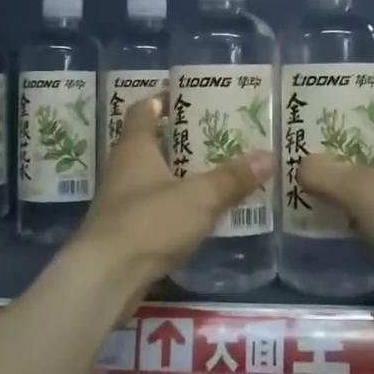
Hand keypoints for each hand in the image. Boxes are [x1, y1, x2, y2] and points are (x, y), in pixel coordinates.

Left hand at [69, 95, 272, 303]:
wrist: (106, 277)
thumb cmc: (150, 223)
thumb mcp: (199, 198)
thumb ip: (232, 178)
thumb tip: (268, 155)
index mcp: (135, 148)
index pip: (144, 110)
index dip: (163, 100)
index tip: (190, 96)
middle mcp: (122, 169)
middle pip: (150, 143)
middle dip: (180, 139)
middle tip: (215, 135)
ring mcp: (119, 202)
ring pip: (151, 177)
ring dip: (177, 174)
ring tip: (214, 172)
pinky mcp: (123, 232)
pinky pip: (152, 208)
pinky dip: (173, 205)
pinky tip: (197, 213)